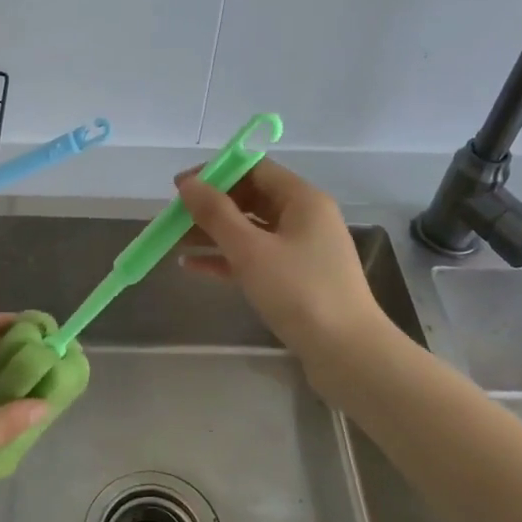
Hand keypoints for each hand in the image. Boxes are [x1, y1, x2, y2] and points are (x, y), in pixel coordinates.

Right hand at [176, 160, 383, 357]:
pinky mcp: (296, 279)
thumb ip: (216, 214)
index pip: (255, 169)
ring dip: (213, 234)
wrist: (346, 353)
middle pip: (251, 199)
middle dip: (210, 206)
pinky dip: (227, 259)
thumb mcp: (251, 250)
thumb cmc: (299, 292)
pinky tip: (193, 267)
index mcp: (303, 199)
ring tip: (175, 242)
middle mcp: (305, 218)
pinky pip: (255, 258)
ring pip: (250, 231)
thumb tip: (188, 184)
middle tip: (174, 219)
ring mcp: (302, 250)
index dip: (216, 173)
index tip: (180, 188)